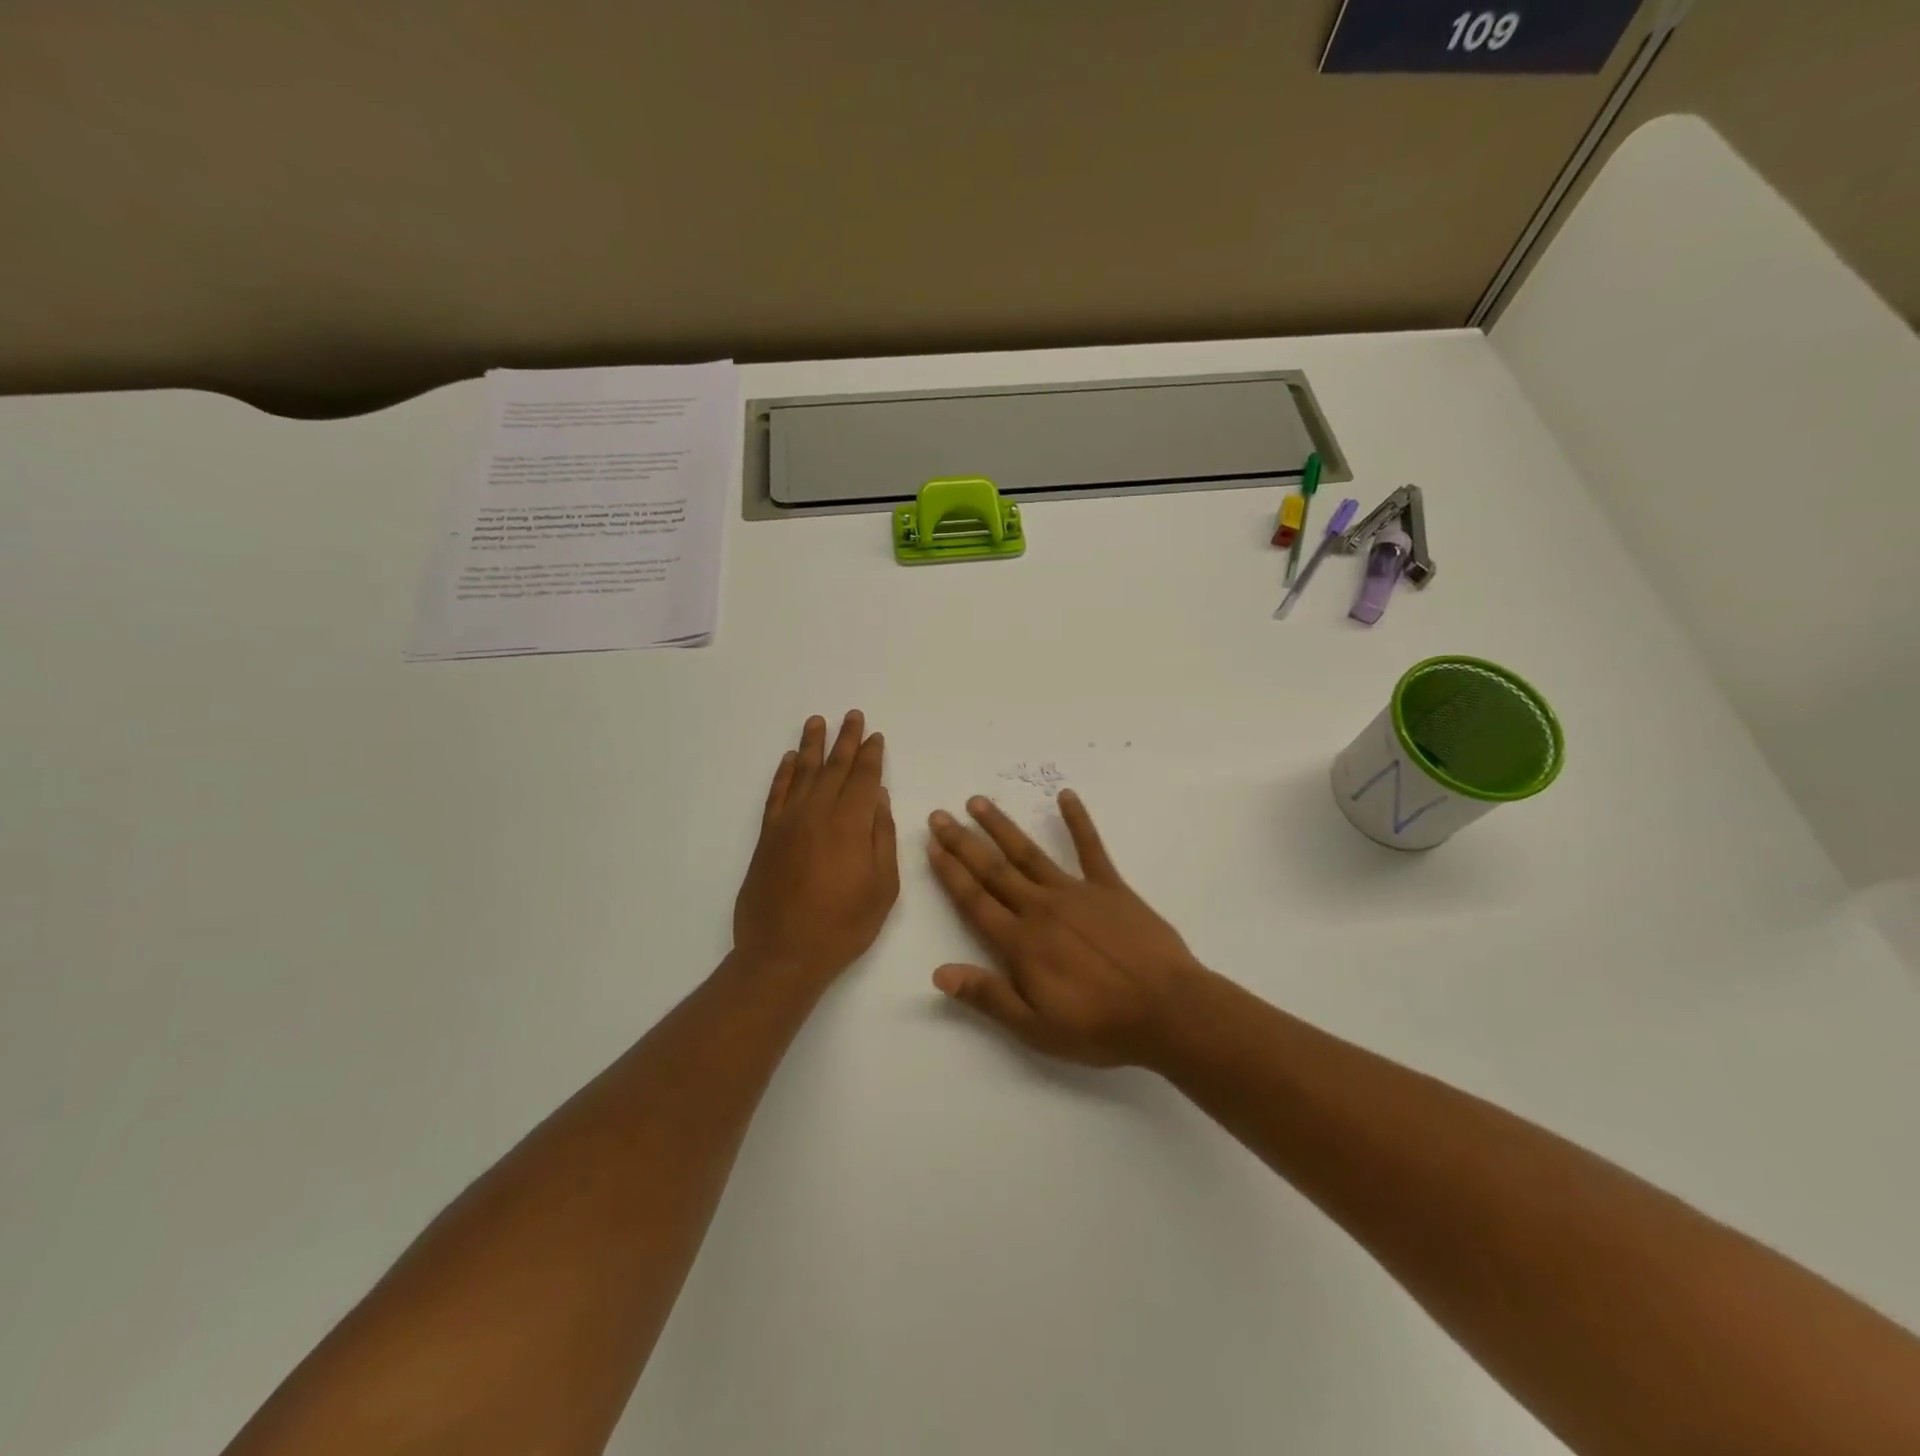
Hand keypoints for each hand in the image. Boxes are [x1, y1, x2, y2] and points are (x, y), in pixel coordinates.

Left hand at [733, 711, 899, 990]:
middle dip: (846, 740)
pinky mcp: (767, 836)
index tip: (875, 736)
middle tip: (853, 716)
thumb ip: (882, 837)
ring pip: (803, 773)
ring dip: (813, 745)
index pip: (864, 778)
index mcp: (851, 824)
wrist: (783, 953)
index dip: (871, 755)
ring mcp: (788, 822)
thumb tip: (878, 797)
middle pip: (835, 767)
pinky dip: (784, 773)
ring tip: (818, 721)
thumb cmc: (844, 925)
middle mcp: (818, 813)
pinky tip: (791, 759)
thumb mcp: (883, 887)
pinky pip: (776, 794)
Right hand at [926, 791, 1206, 1066]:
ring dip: (1002, 826)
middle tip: (940, 815)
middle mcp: (1041, 908)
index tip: (931, 846)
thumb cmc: (1098, 1025)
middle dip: (963, 842)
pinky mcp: (1111, 887)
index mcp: (1020, 942)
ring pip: (1029, 853)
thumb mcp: (1035, 1026)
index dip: (950, 873)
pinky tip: (1066, 796)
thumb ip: (987, 996)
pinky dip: (1078, 821)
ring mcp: (1076, 892)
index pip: (974, 900)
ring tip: (979, 802)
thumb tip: (938, 973)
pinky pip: (1091, 847)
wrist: (1167, 1010)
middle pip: (993, 869)